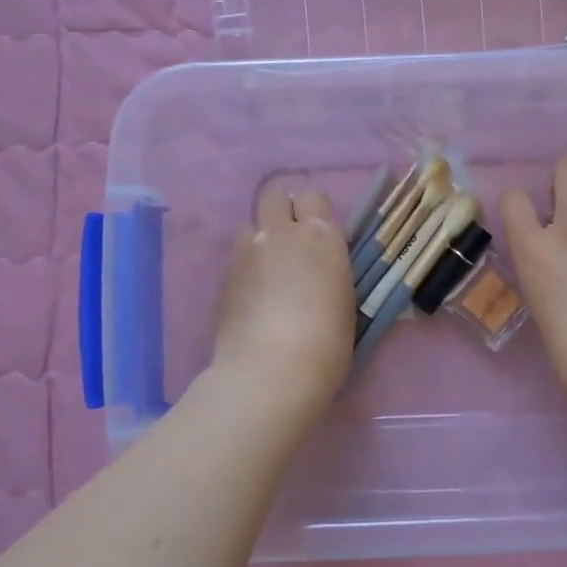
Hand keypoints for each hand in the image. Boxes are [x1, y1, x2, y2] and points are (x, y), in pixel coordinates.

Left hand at [211, 185, 354, 420]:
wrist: (271, 371)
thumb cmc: (327, 342)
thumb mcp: (343, 299)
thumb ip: (329, 270)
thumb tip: (317, 270)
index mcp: (321, 236)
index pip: (313, 196)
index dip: (313, 211)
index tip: (318, 233)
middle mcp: (281, 233)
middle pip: (274, 195)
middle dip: (281, 209)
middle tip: (290, 239)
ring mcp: (247, 252)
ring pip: (249, 224)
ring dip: (259, 238)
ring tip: (266, 269)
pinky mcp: (223, 276)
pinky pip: (236, 257)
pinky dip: (245, 267)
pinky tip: (252, 296)